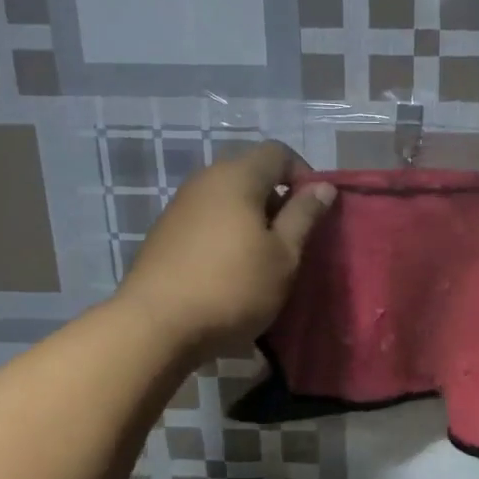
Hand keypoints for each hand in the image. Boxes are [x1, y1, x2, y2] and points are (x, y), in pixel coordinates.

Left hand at [116, 141, 334, 359]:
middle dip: (278, 200)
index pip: (279, 152)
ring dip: (253, 220)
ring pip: (228, 199)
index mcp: (237, 176)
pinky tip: (232, 271)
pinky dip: (228, 234)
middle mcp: (205, 180)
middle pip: (251, 173)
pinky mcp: (166, 233)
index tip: (315, 212)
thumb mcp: (283, 255)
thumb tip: (322, 187)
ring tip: (265, 259)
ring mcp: (180, 206)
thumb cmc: (233, 287)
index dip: (305, 175)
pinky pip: (208, 220)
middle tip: (293, 240)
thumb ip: (304, 216)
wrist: (156, 325)